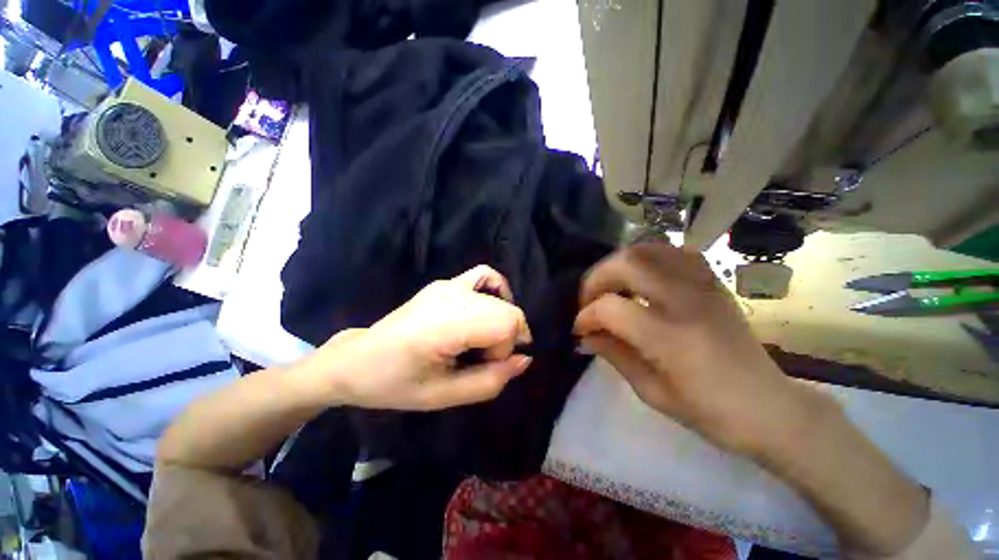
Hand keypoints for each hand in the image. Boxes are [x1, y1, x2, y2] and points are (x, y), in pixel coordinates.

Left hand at [303, 265, 532, 410]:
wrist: (359, 359)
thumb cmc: (397, 383)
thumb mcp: (445, 396)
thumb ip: (491, 381)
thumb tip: (525, 359)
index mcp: (447, 323)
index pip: (508, 323)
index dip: (506, 349)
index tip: (486, 365)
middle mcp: (452, 295)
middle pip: (508, 310)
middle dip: (505, 338)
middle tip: (482, 358)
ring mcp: (448, 284)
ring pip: (500, 296)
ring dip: (502, 320)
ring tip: (484, 339)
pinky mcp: (445, 282)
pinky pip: (484, 276)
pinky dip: (496, 292)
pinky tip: (486, 311)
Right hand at [574, 243, 815, 454]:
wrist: (769, 407)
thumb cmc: (709, 412)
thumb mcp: (651, 392)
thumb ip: (613, 354)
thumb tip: (585, 335)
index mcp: (670, 339)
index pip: (611, 308)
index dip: (586, 316)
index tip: (580, 329)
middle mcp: (686, 302)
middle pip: (627, 263)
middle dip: (596, 279)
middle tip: (590, 300)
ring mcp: (703, 287)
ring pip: (649, 250)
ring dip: (619, 264)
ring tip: (612, 286)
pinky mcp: (713, 283)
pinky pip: (675, 253)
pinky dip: (649, 258)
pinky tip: (642, 278)